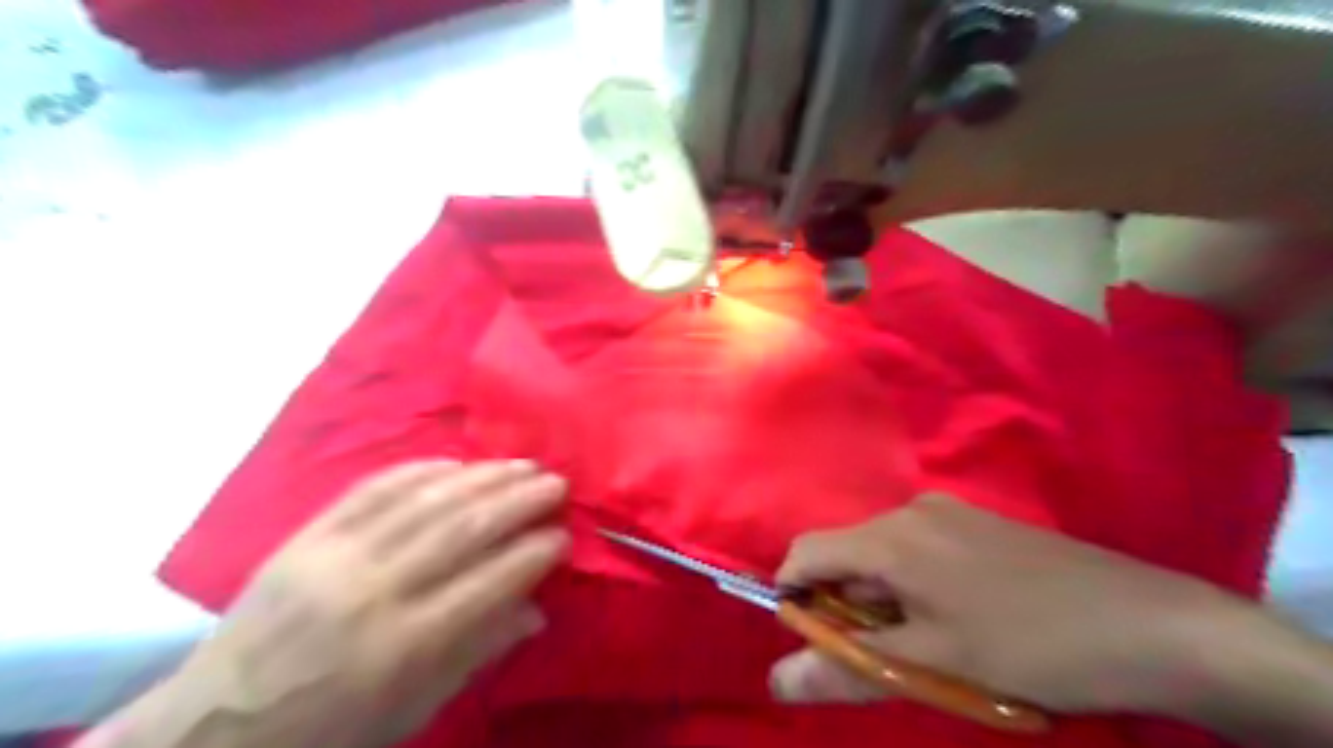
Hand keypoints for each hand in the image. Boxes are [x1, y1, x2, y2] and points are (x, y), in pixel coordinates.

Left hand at [159, 461, 566, 746]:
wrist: (215, 726)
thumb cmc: (329, 729)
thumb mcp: (412, 711)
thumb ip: (478, 653)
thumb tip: (536, 610)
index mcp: (404, 644)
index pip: (489, 582)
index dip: (534, 553)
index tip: (564, 536)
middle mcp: (375, 590)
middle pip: (463, 528)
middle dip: (519, 500)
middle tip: (556, 483)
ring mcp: (338, 555)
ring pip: (426, 499)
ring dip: (483, 476)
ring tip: (522, 464)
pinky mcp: (309, 535)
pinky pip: (374, 488)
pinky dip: (421, 469)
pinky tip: (456, 462)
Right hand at [766, 493, 1244, 716]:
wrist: (1152, 625)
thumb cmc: (1029, 647)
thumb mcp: (933, 667)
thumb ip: (846, 670)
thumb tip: (777, 681)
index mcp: (890, 537)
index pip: (806, 552)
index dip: (794, 597)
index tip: (816, 644)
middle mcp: (910, 510)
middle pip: (846, 553)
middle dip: (847, 606)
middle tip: (885, 657)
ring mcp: (949, 511)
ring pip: (883, 553)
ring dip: (883, 600)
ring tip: (929, 646)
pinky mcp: (977, 522)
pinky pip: (918, 548)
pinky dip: (913, 585)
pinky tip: (959, 619)